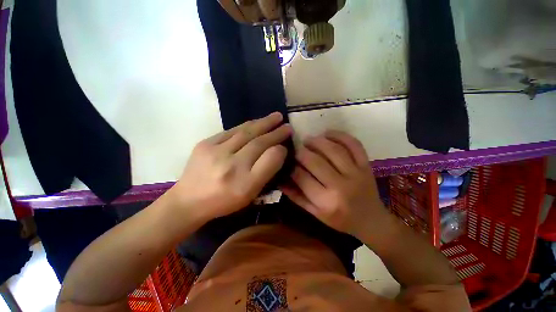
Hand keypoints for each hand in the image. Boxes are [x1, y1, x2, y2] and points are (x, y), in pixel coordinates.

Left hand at [168, 112, 291, 221]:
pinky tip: (255, 122)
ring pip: (246, 132)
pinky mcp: (205, 143)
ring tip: (276, 117)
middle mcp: (231, 166)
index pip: (269, 160)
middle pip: (258, 143)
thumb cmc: (224, 201)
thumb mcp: (250, 194)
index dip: (280, 150)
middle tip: (287, 126)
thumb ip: (266, 172)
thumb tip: (277, 150)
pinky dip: (246, 126)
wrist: (189, 200)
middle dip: (276, 132)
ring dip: (263, 123)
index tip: (286, 145)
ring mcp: (216, 152)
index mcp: (245, 184)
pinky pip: (231, 131)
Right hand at [281, 131, 386, 238]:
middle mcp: (341, 186)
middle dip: (301, 152)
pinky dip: (340, 135)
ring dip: (317, 141)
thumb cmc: (340, 219)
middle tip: (297, 149)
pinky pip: (354, 144)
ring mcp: (356, 173)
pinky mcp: (366, 165)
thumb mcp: (315, 213)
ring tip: (309, 140)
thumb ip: (296, 196)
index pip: (302, 178)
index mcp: (326, 202)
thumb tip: (280, 179)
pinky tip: (327, 133)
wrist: (371, 220)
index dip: (292, 167)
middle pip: (315, 161)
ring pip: (333, 149)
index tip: (288, 162)